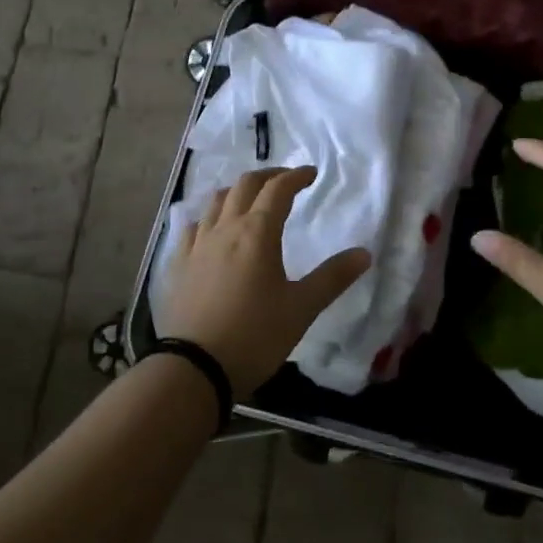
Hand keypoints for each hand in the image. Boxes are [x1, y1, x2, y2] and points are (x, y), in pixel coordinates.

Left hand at [161, 166, 371, 397]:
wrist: (193, 369)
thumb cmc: (254, 335)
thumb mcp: (302, 308)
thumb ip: (333, 277)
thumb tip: (364, 253)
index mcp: (257, 233)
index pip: (278, 190)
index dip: (296, 176)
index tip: (311, 174)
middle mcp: (225, 228)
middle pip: (245, 185)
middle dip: (268, 176)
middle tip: (285, 180)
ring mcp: (197, 245)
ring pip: (215, 201)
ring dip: (237, 191)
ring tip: (251, 200)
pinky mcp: (178, 264)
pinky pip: (193, 226)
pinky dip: (209, 217)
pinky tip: (212, 230)